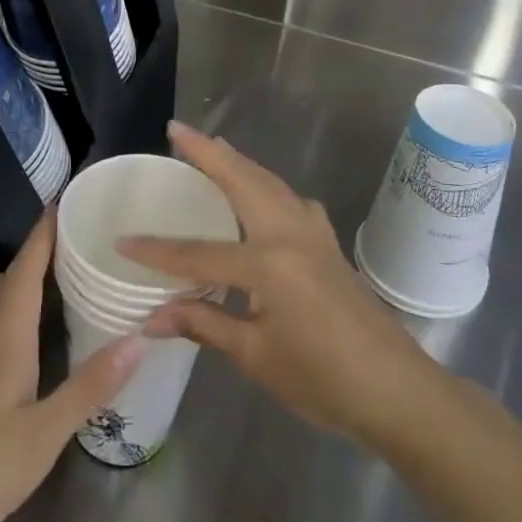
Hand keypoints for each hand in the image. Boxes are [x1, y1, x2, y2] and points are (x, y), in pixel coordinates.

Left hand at [0, 213, 141, 521]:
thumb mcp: (44, 434)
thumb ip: (90, 386)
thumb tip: (139, 339)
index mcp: (6, 338)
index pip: (27, 270)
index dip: (43, 234)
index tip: (63, 201)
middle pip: (10, 280)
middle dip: (38, 253)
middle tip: (74, 241)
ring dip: (21, 281)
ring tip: (55, 279)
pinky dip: (6, 311)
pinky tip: (15, 332)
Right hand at [119, 122, 433, 449]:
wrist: (399, 392)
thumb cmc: (324, 380)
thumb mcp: (257, 357)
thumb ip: (203, 325)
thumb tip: (151, 318)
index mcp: (269, 265)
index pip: (199, 252)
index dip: (158, 251)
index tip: (123, 241)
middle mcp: (290, 235)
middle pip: (242, 182)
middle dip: (208, 153)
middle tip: (178, 129)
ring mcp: (314, 234)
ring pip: (270, 183)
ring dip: (238, 161)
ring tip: (212, 146)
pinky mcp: (328, 244)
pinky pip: (291, 199)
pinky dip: (267, 184)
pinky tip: (262, 194)